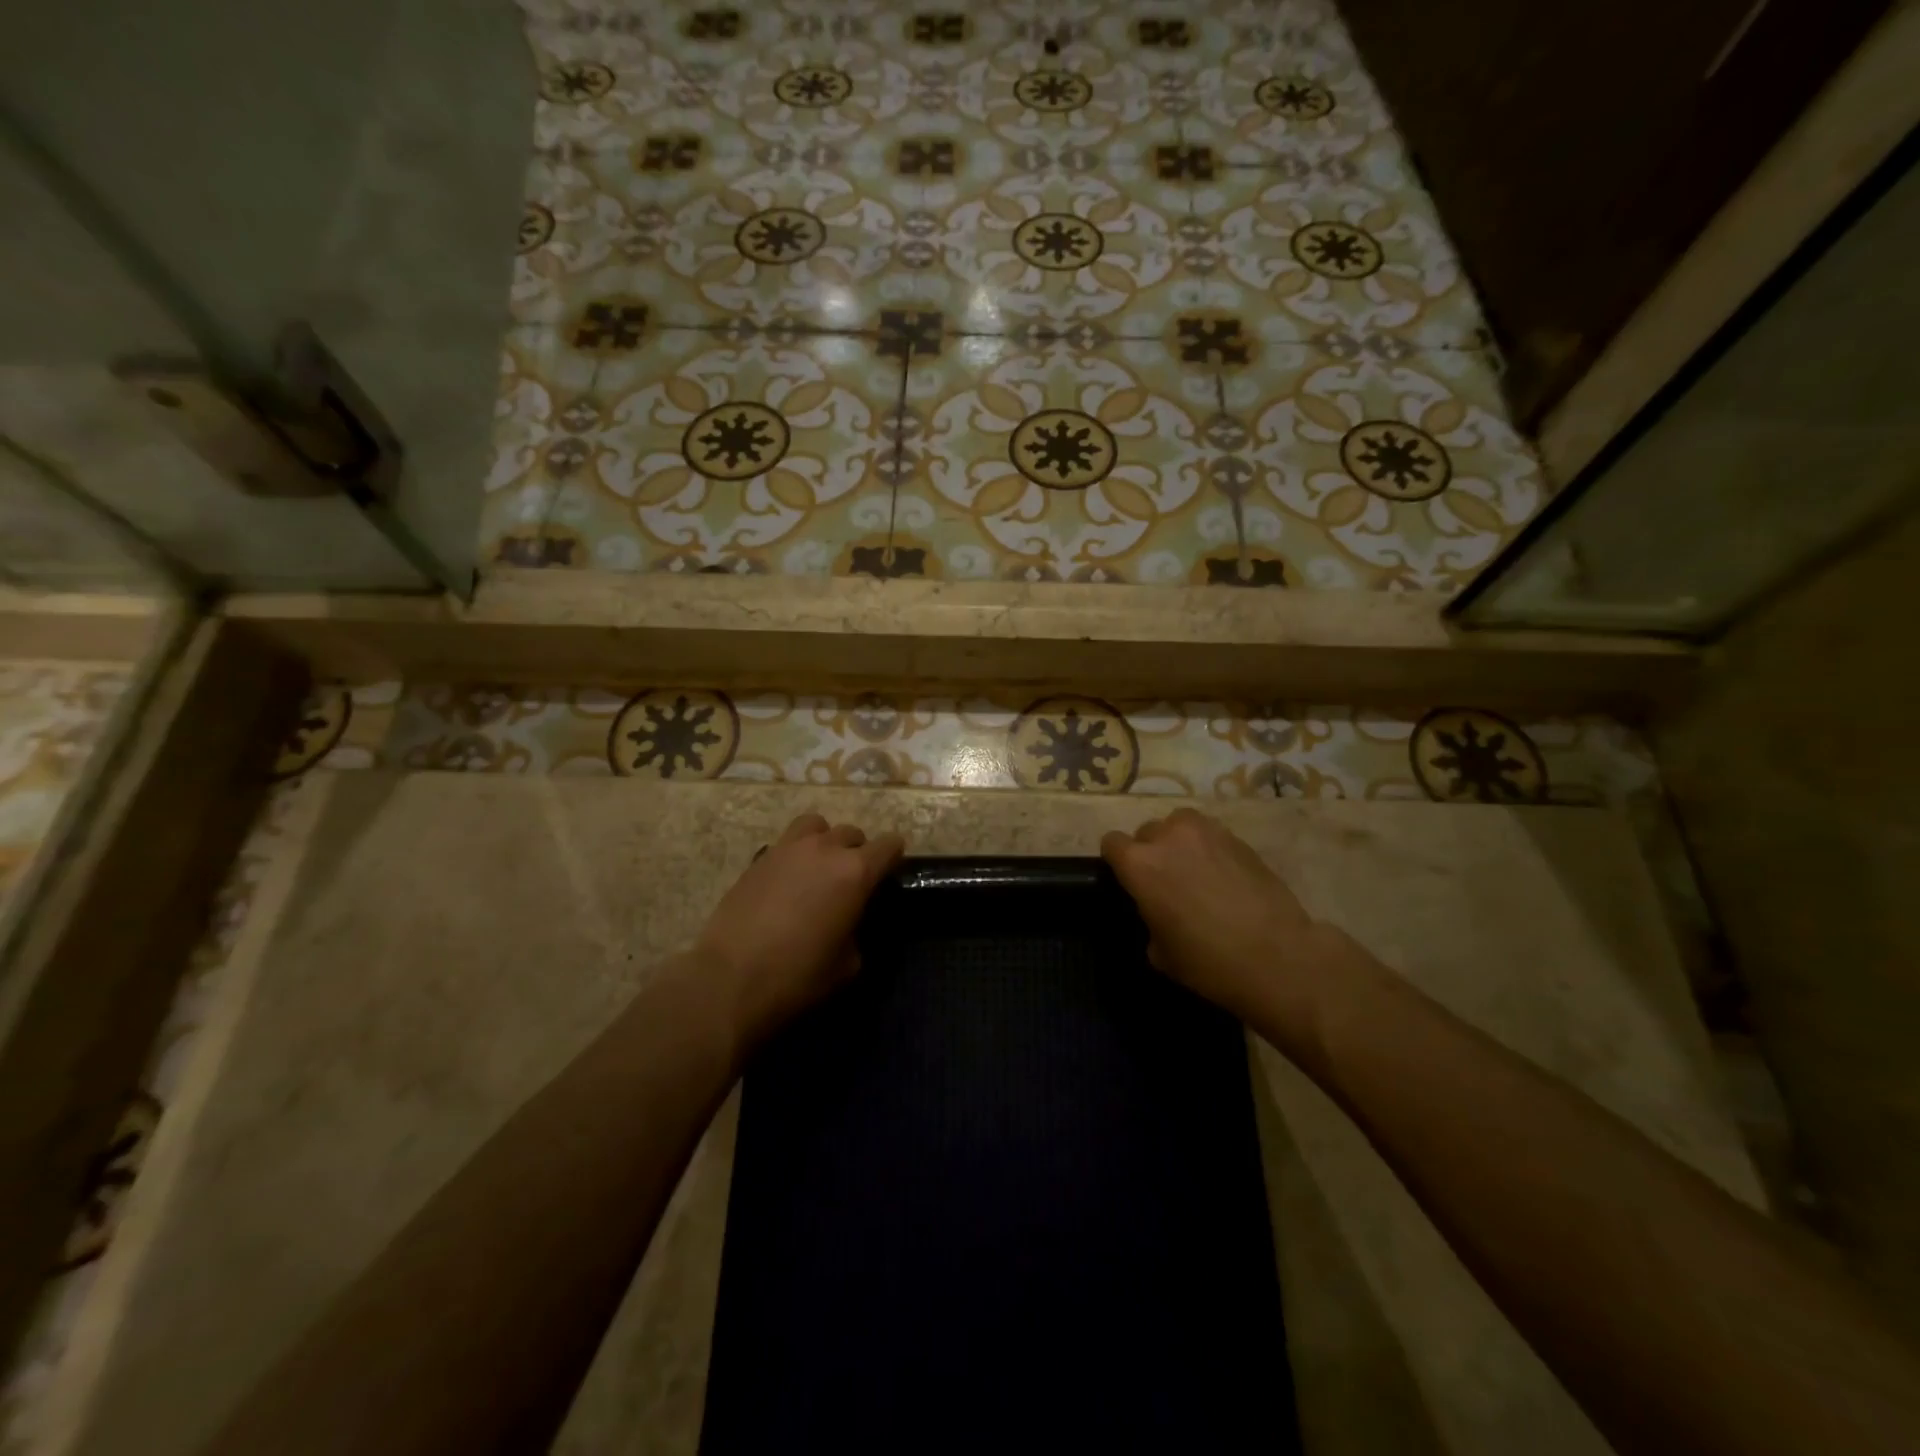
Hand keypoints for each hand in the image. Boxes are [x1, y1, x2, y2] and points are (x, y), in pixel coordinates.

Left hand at [696, 813, 905, 1045]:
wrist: (730, 979)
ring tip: (818, 868)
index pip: (888, 845)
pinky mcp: (758, 859)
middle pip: (852, 833)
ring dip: (824, 841)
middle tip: (851, 880)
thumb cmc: (798, 976)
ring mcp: (787, 849)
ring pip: (816, 826)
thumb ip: (857, 930)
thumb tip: (849, 921)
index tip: (890, 872)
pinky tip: (788, 883)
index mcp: (855, 872)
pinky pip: (786, 844)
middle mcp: (824, 849)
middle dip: (858, 851)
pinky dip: (795, 855)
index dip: (894, 857)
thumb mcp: (848, 964)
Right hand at [1101, 808, 1345, 1051]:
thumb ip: (1149, 918)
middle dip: (1150, 852)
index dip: (1116, 861)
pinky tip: (1221, 875)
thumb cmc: (1209, 961)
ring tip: (1192, 869)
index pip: (1112, 843)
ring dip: (1178, 842)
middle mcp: (1168, 837)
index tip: (1127, 880)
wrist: (1278, 956)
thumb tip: (1157, 911)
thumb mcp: (1160, 952)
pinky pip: (1210, 834)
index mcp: (1139, 864)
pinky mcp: (1238, 838)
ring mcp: (1206, 832)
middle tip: (1165, 881)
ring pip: (1179, 824)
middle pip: (1146, 832)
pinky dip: (1208, 848)